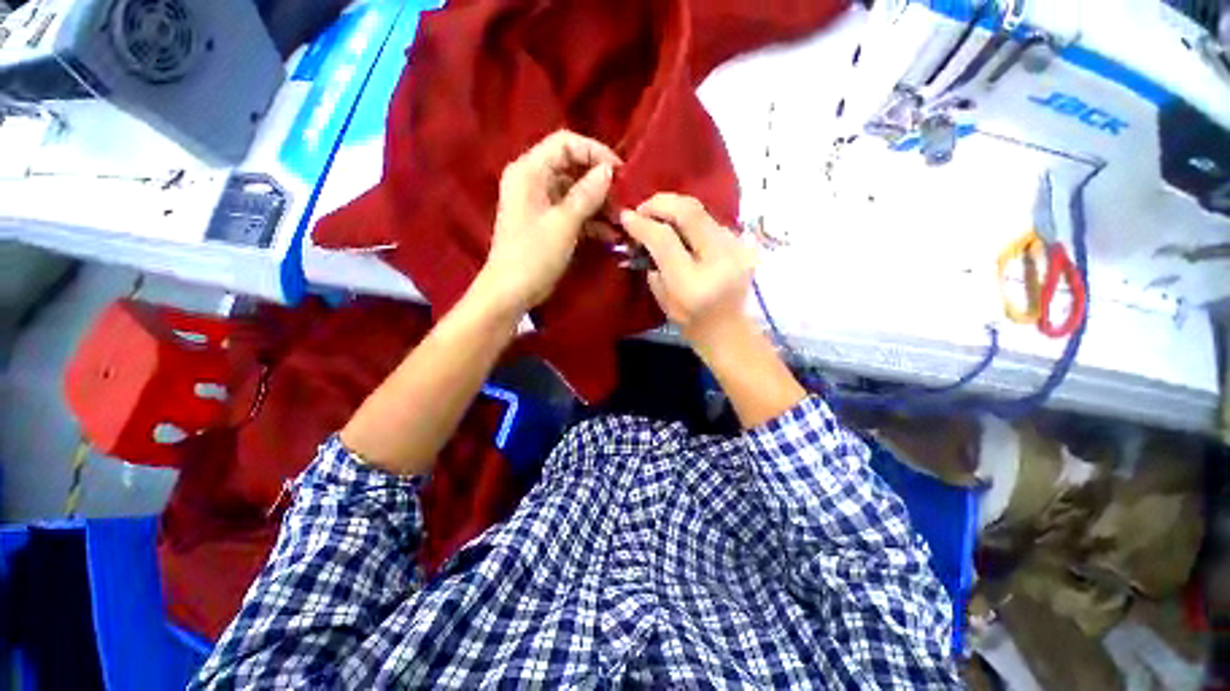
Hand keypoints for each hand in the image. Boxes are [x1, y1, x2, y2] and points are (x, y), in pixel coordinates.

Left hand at [481, 130, 621, 312]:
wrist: (511, 292)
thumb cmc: (534, 255)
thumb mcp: (563, 223)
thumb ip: (586, 194)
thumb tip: (608, 170)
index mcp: (529, 171)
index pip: (565, 143)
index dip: (594, 152)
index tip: (619, 172)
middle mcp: (533, 180)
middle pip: (572, 167)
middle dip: (600, 183)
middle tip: (623, 199)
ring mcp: (541, 203)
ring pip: (575, 193)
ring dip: (599, 205)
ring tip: (621, 221)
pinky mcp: (548, 223)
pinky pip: (572, 213)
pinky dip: (591, 221)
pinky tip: (611, 235)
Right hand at [620, 194, 756, 355]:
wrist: (731, 330)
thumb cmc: (693, 323)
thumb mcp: (664, 301)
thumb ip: (653, 266)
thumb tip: (642, 236)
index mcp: (692, 282)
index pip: (664, 238)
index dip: (642, 223)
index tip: (626, 217)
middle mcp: (718, 259)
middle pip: (688, 211)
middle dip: (660, 202)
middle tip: (642, 209)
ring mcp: (736, 248)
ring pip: (701, 210)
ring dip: (675, 208)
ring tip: (659, 217)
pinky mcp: (743, 243)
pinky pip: (710, 220)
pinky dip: (690, 218)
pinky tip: (680, 228)